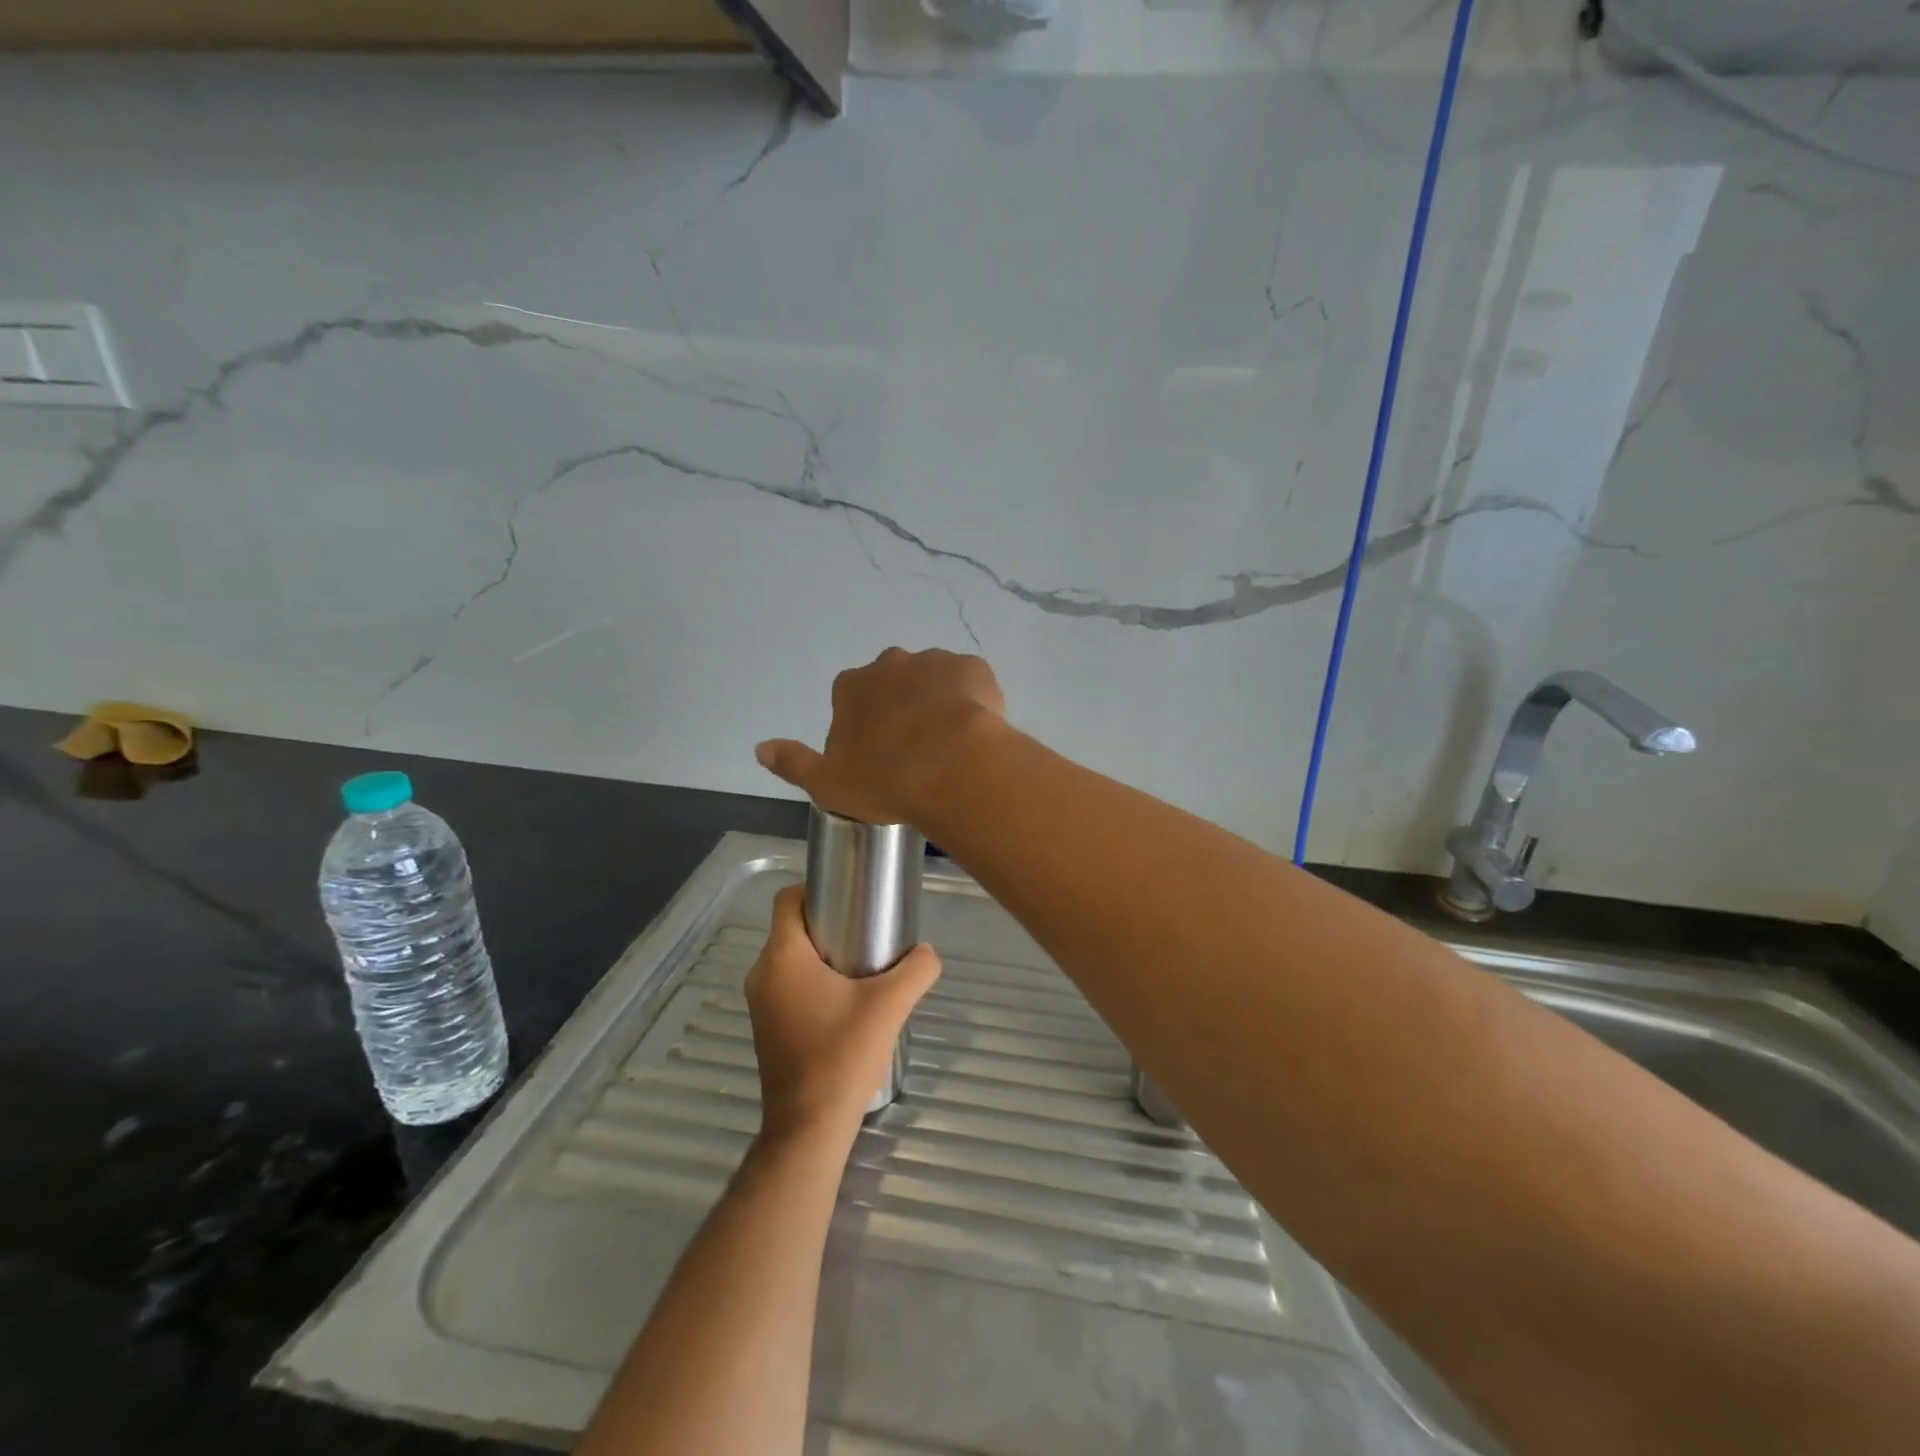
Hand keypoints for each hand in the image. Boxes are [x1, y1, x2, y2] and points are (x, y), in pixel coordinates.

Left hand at [745, 885, 941, 1141]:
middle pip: (792, 928)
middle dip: (828, 924)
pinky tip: (847, 1003)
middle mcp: (762, 974)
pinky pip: (788, 985)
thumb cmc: (843, 1055)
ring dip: (823, 956)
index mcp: (783, 957)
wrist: (809, 1127)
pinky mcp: (767, 1027)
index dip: (817, 890)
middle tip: (867, 935)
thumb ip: (917, 969)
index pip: (787, 899)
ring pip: (791, 958)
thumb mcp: (890, 1005)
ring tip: (862, 970)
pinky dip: (813, 982)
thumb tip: (927, 953)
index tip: (851, 901)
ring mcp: (760, 1003)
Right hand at [756, 647, 1006, 826]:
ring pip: (933, 681)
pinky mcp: (974, 668)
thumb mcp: (828, 784)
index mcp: (852, 687)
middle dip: (901, 708)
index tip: (879, 758)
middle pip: (893, 685)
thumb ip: (794, 763)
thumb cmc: (886, 780)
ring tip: (950, 743)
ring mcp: (935, 661)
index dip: (864, 728)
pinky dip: (971, 700)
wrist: (954, 768)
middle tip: (916, 750)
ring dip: (937, 703)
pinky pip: (969, 682)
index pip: (851, 701)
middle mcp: (890, 664)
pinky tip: (975, 731)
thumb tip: (761, 747)